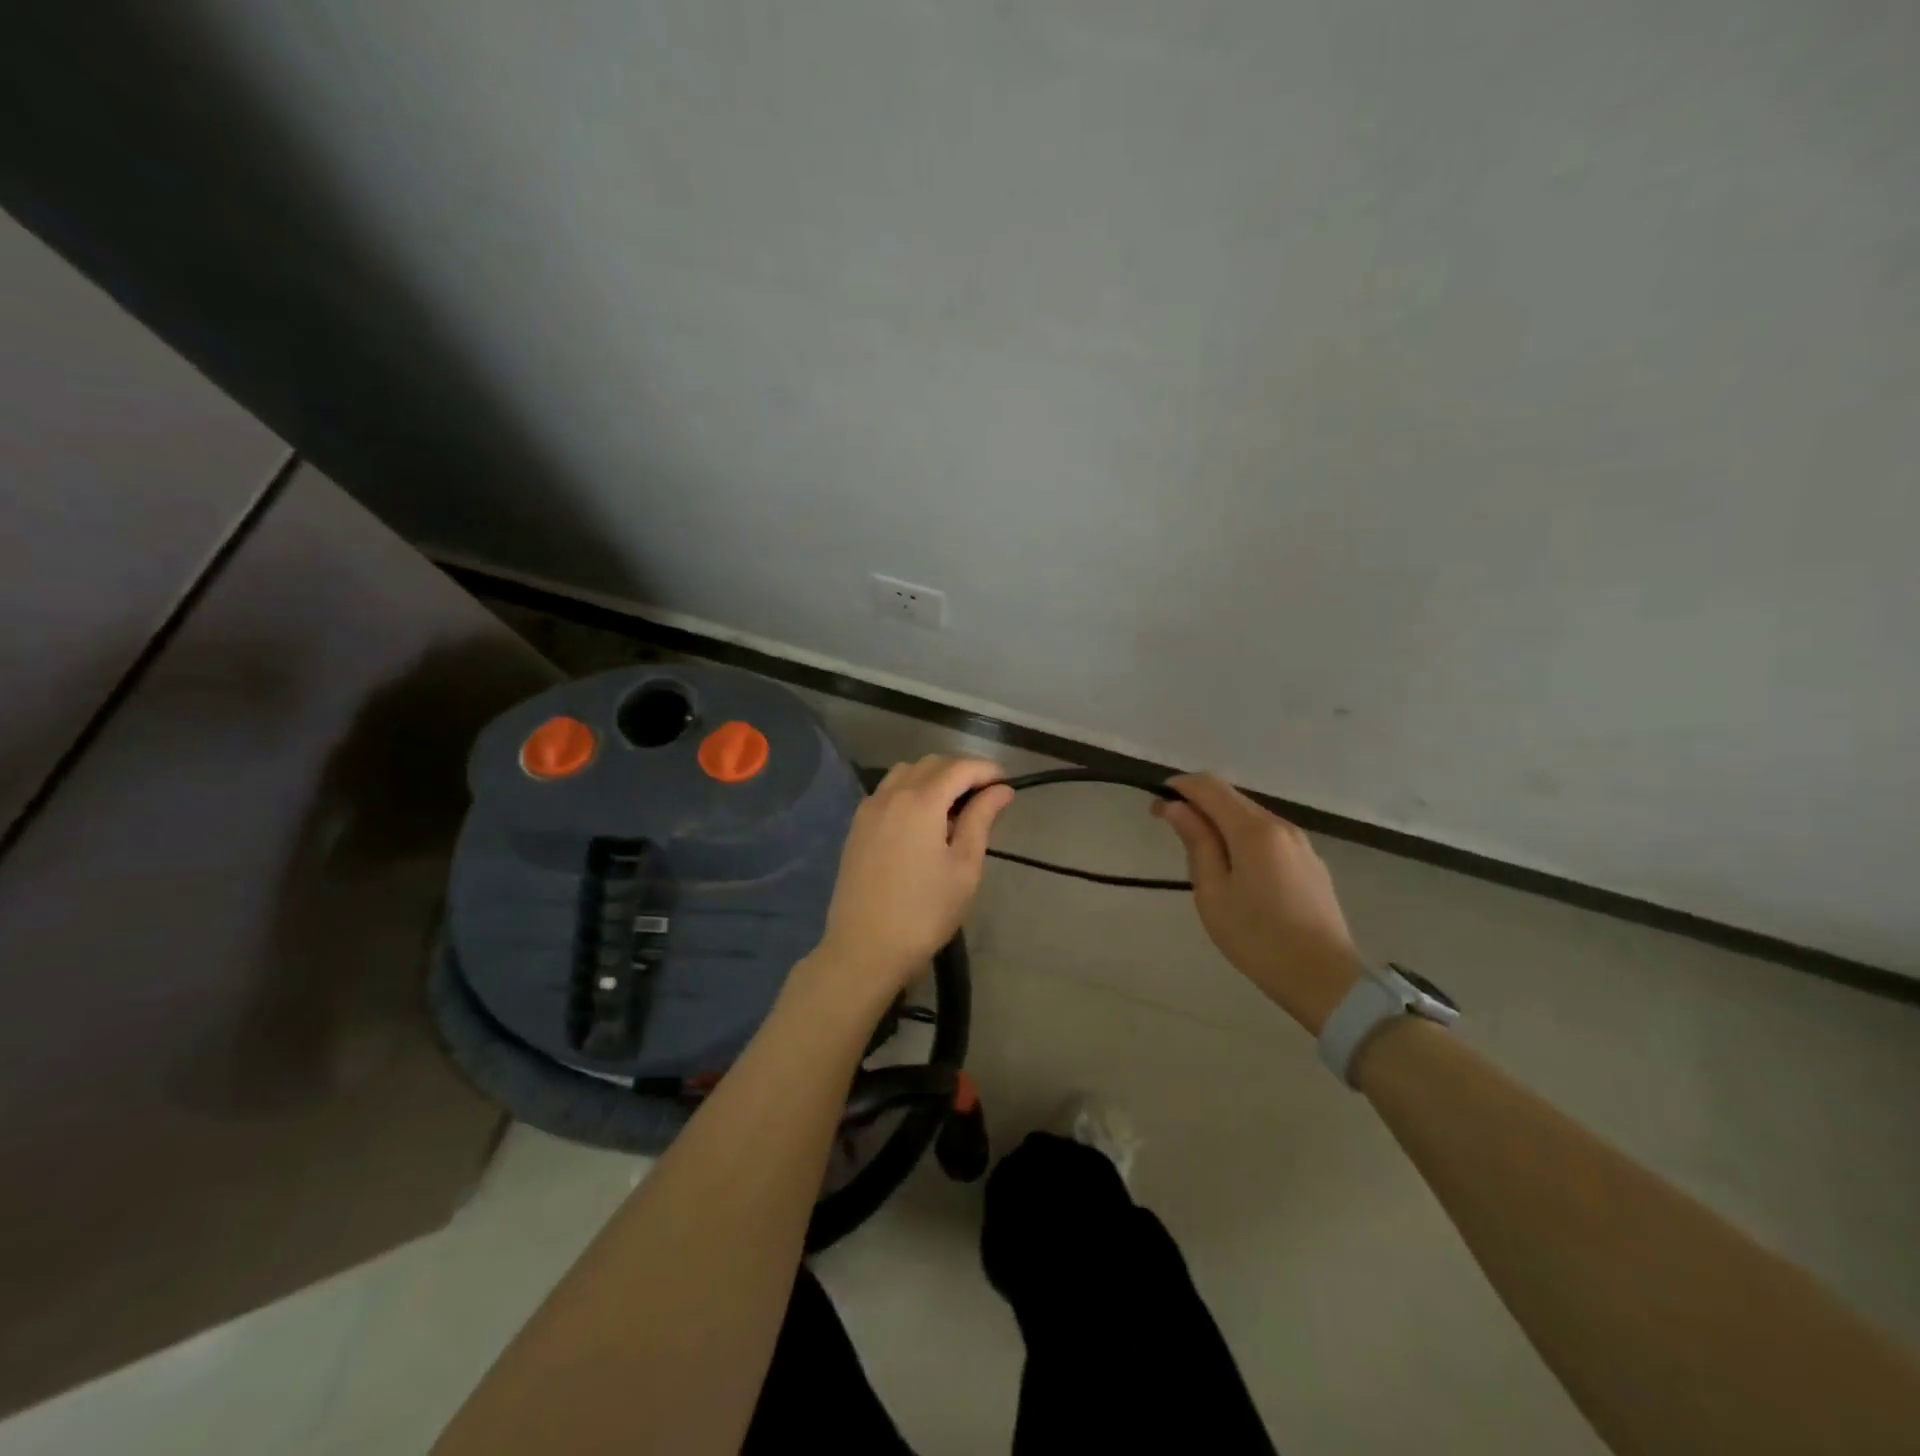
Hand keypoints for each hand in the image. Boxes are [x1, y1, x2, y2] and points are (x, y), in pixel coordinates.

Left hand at [810, 755, 1014, 996]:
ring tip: (954, 808)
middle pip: (932, 764)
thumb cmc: (924, 912)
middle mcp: (891, 794)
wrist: (864, 948)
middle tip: (986, 798)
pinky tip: (923, 820)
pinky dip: (910, 790)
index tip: (1006, 784)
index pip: (960, 767)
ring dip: (934, 777)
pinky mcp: (857, 826)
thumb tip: (1000, 790)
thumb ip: (981, 820)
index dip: (987, 770)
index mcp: (921, 801)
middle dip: (962, 771)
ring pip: (906, 772)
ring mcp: (869, 808)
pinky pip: (888, 791)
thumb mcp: (964, 867)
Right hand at [1153, 773, 1361, 1033]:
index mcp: (1253, 830)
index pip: (1210, 787)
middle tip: (1172, 829)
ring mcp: (1301, 843)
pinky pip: (1269, 836)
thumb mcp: (1213, 892)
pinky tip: (1237, 869)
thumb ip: (1196, 842)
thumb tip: (1176, 807)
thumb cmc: (1257, 938)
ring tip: (1202, 855)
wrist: (1324, 978)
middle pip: (1232, 798)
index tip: (1157, 806)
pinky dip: (1244, 838)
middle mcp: (1280, 825)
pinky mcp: (1311, 862)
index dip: (1180, 787)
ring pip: (1251, 817)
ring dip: (1221, 822)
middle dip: (1198, 804)